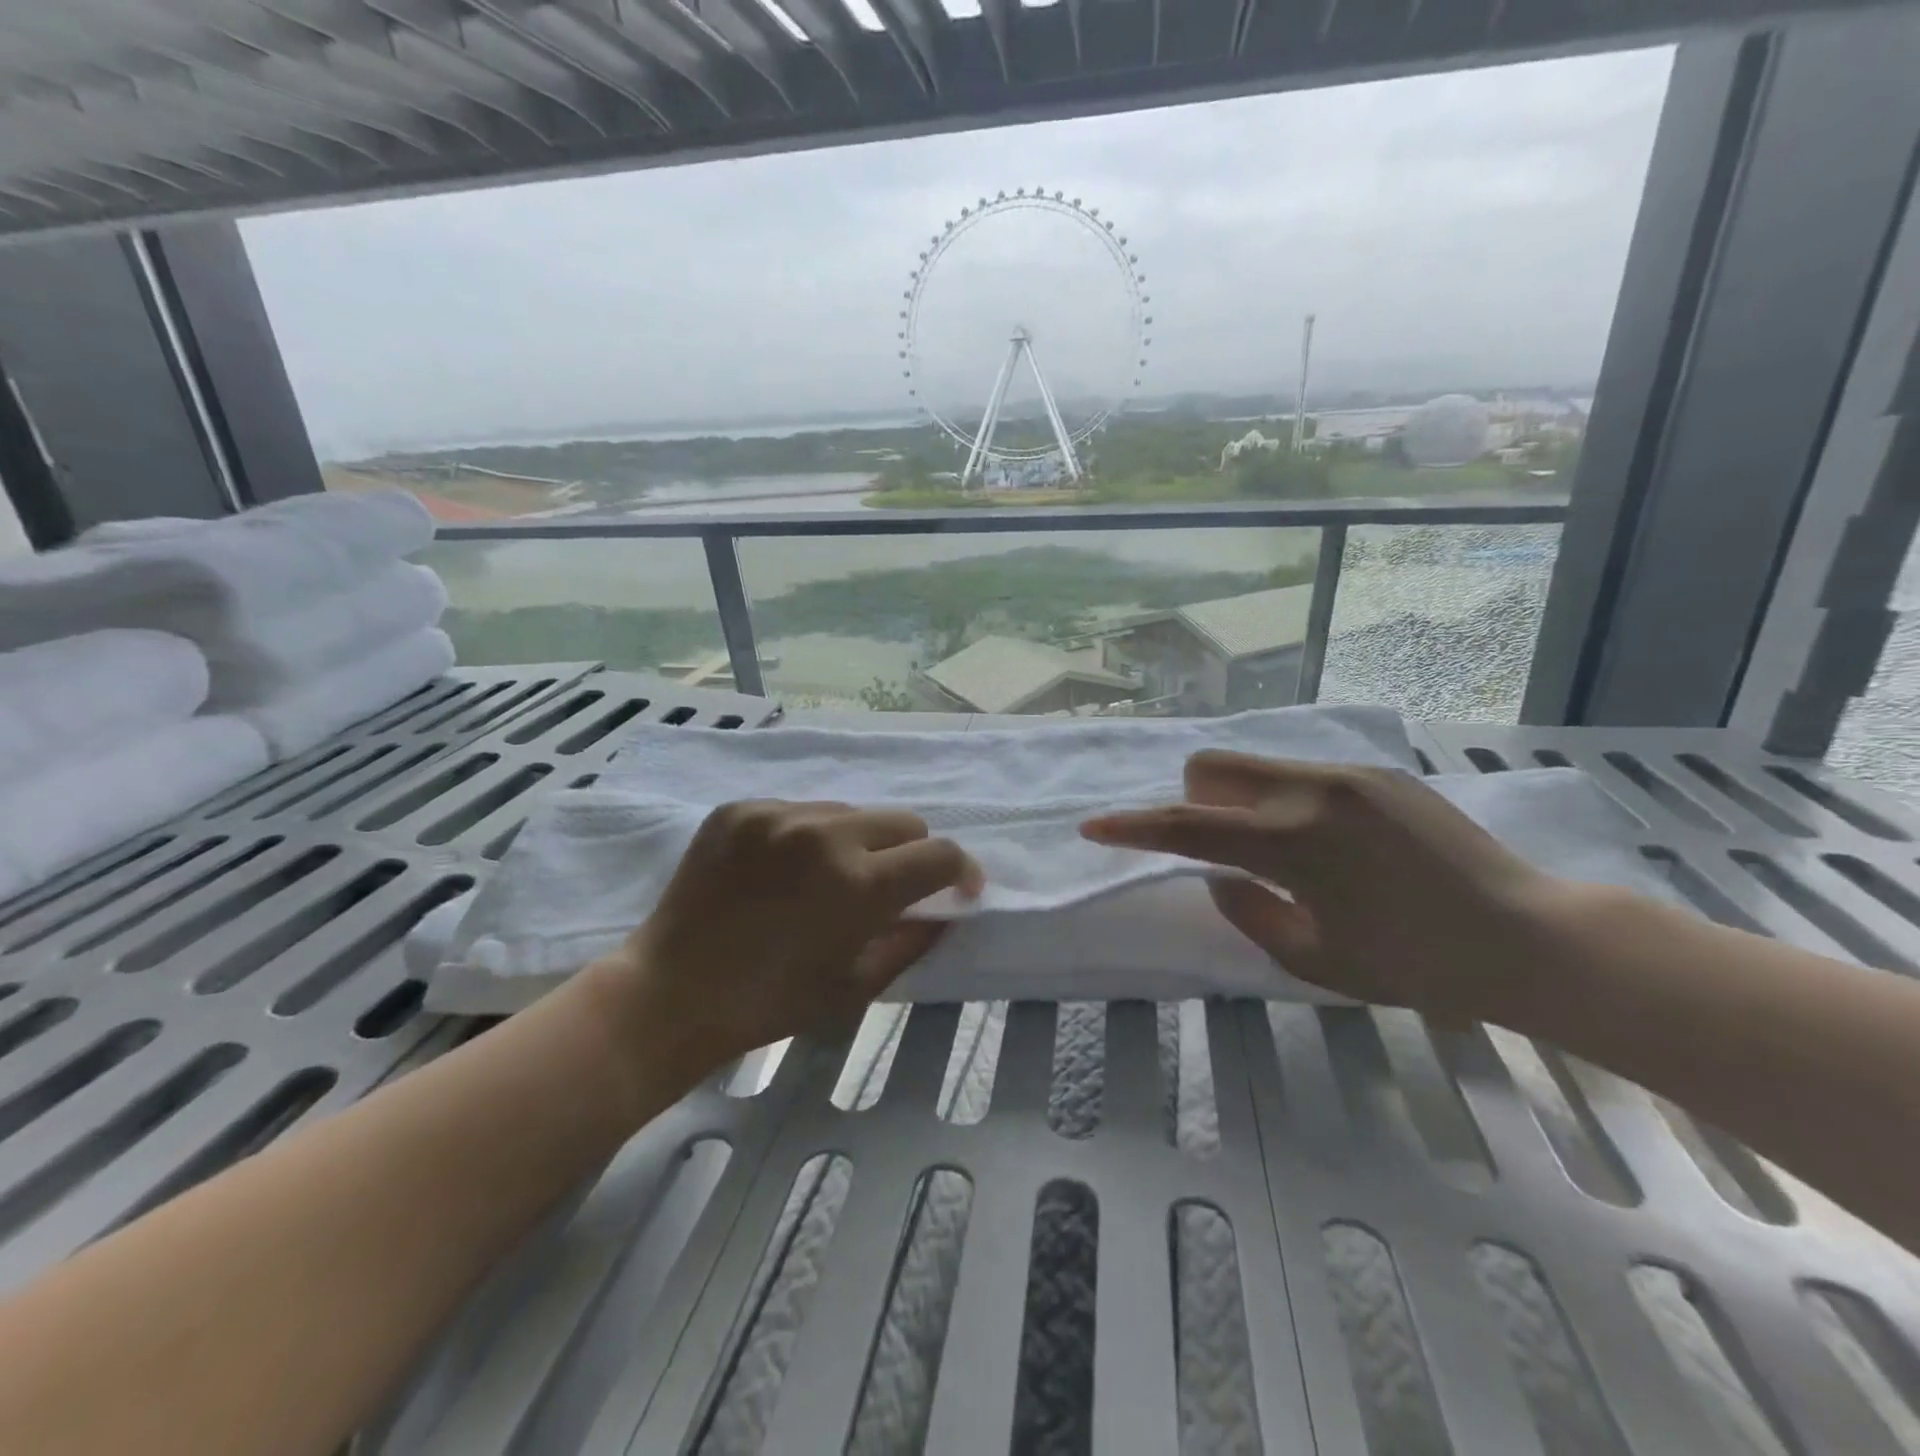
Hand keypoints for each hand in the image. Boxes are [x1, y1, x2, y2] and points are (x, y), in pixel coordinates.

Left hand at [591, 800, 980, 1081]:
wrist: (672, 993)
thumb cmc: (772, 1004)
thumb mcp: (857, 987)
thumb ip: (913, 940)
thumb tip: (948, 907)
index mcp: (860, 884)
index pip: (941, 855)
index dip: (961, 872)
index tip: (958, 889)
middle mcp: (825, 834)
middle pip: (904, 821)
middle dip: (910, 855)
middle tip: (887, 888)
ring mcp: (778, 814)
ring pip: (850, 812)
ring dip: (855, 842)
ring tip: (822, 879)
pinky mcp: (740, 808)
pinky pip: (799, 810)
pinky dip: (805, 837)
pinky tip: (779, 870)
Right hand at [1082, 751, 1577, 1022]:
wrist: (1530, 936)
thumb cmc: (1417, 965)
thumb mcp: (1315, 958)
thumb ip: (1248, 911)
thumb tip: (1221, 875)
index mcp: (1293, 842)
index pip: (1187, 827)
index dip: (1132, 829)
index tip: (1093, 827)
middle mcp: (1312, 791)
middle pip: (1210, 767)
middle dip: (1193, 803)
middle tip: (1223, 850)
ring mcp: (1347, 774)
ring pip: (1253, 765)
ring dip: (1238, 802)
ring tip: (1284, 851)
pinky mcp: (1376, 773)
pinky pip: (1299, 773)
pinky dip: (1283, 802)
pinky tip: (1332, 846)